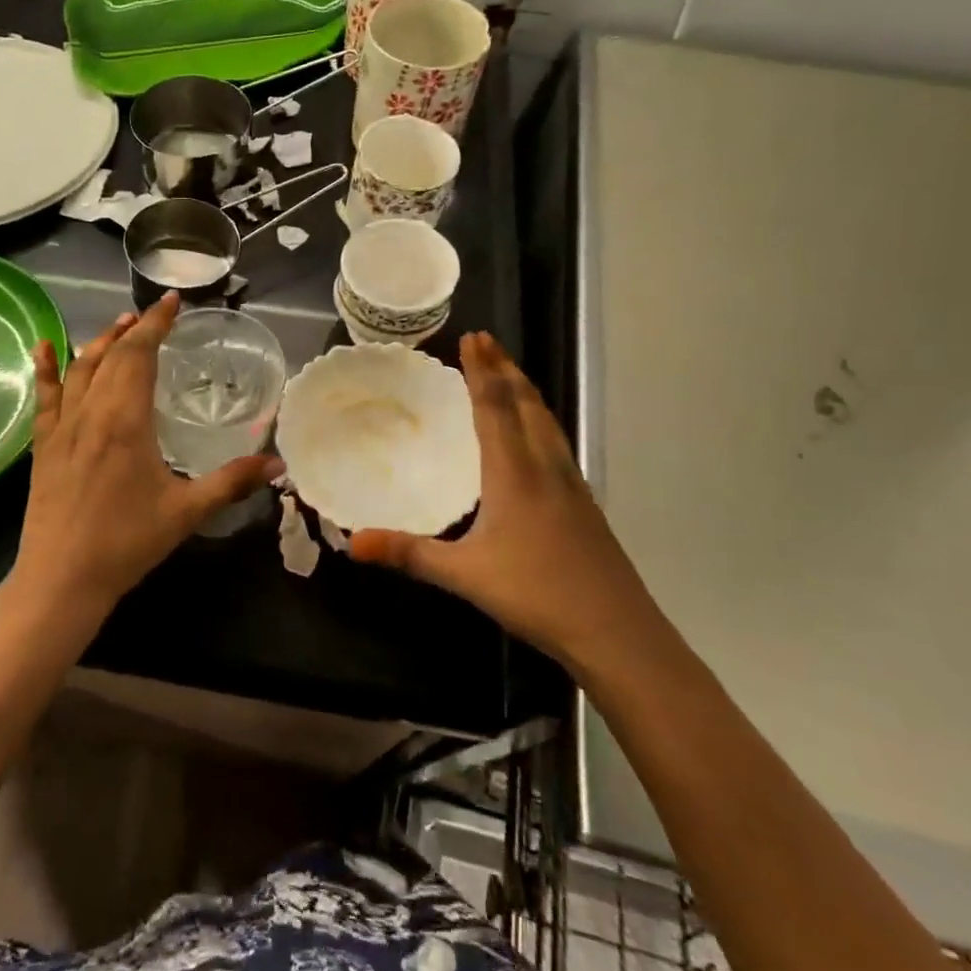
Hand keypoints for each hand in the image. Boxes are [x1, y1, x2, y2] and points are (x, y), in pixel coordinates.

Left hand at [16, 292, 280, 614]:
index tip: (172, 302)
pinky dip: (45, 368)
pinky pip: (45, 396)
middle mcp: (91, 412)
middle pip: (112, 355)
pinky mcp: (44, 444)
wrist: (61, 578)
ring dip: (100, 342)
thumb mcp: (186, 511)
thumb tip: (278, 465)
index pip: (139, 355)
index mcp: (125, 420)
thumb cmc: (127, 542)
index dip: (156, 324)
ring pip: (80, 368)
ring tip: (119, 325)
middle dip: (134, 329)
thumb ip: (232, 482)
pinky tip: (43, 347)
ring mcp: (62, 426)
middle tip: (154, 314)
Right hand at [350, 332, 658, 674]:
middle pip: (526, 404)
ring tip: (509, 374)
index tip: (473, 338)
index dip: (482, 371)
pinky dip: (539, 419)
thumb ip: (409, 554)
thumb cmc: (537, 594)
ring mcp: (571, 484)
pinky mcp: (584, 504)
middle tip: (487, 342)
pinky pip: (556, 442)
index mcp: (515, 473)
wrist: (618, 632)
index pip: (496, 407)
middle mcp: (545, 467)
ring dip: (525, 390)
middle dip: (505, 369)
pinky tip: (535, 437)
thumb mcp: (465, 575)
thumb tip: (352, 543)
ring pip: (547, 421)